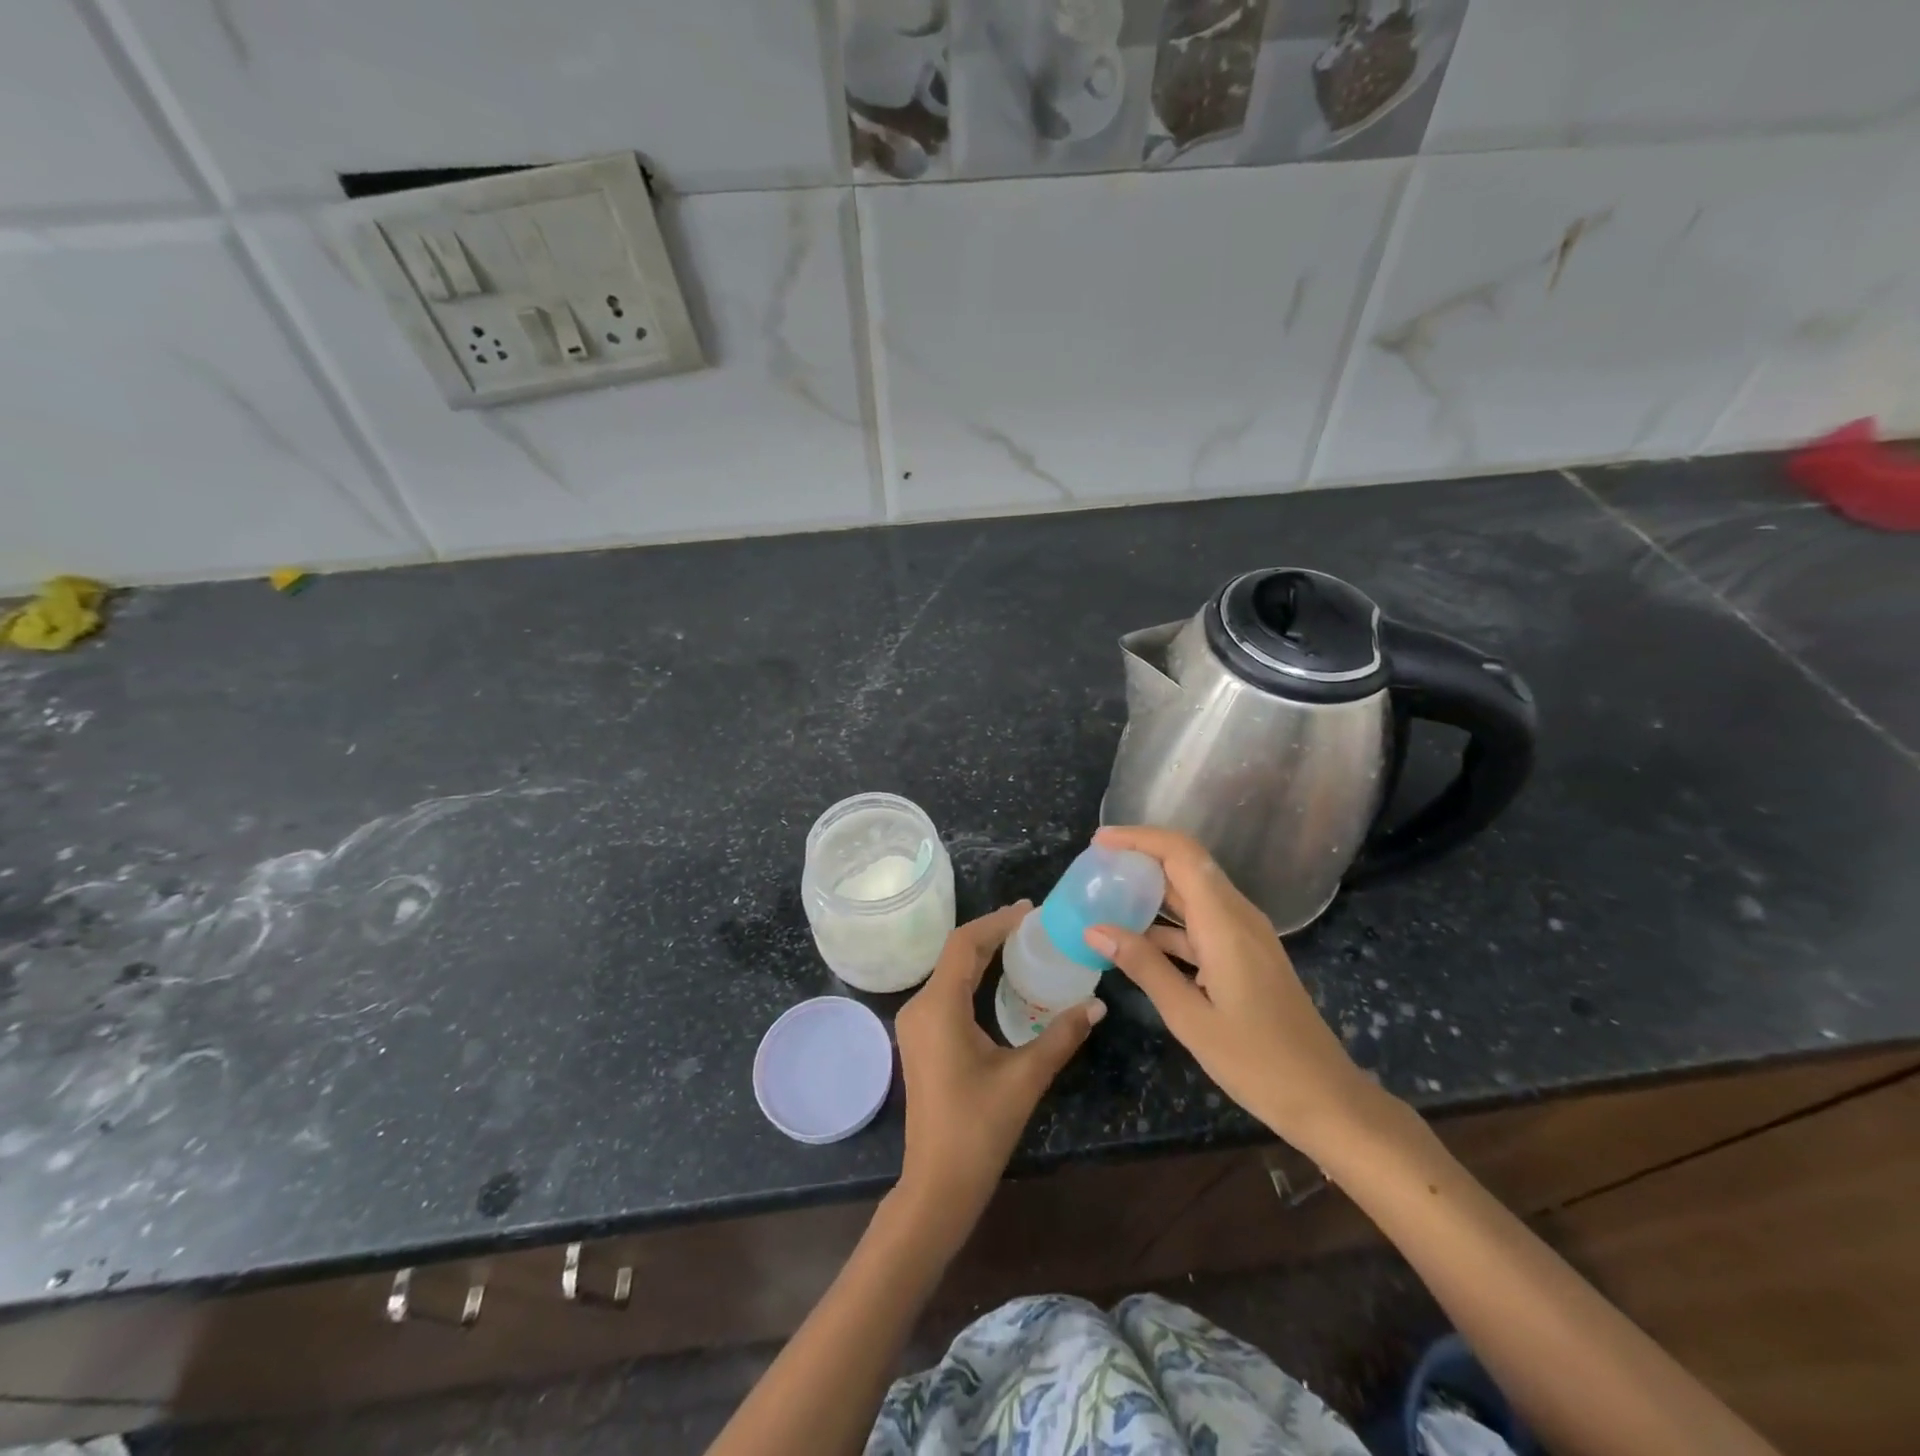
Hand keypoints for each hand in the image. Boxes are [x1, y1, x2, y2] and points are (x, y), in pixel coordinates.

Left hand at [893, 902, 1103, 1252]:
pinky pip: (947, 992)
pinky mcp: (921, 1039)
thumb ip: (1061, 1035)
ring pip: (949, 972)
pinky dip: (973, 977)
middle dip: (992, 934)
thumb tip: (1097, 1003)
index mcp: (939, 1006)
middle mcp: (920, 1006)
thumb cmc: (979, 1128)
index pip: (964, 944)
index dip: (996, 922)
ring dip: (982, 954)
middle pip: (956, 954)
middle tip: (1033, 924)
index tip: (1030, 910)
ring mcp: (916, 1024)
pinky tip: (1000, 981)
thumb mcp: (1025, 1077)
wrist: (937, 1184)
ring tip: (1022, 944)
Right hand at [1086, 826, 1380, 1151]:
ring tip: (1106, 901)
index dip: (1139, 838)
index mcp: (1225, 923)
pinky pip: (1201, 922)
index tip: (1099, 842)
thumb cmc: (1257, 1062)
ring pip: (1193, 894)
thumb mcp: (1189, 1018)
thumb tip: (1094, 929)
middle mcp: (1238, 917)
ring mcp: (1246, 936)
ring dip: (1151, 891)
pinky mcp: (1246, 955)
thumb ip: (1143, 967)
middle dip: (1140, 859)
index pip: (1181, 854)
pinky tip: (1137, 942)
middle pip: (1187, 865)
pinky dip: (1167, 924)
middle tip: (1095, 868)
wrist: (1325, 1098)